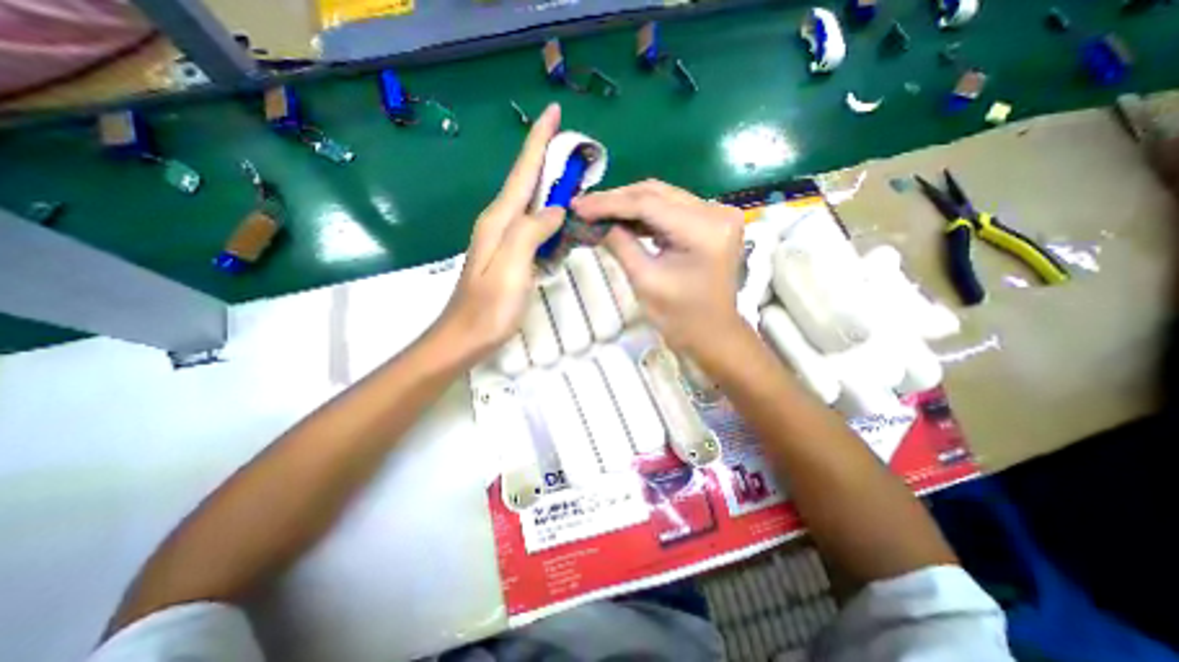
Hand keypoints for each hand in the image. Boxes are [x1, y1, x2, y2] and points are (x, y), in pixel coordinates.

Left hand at [435, 104, 563, 361]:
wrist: (465, 337)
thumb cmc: (488, 309)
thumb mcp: (509, 268)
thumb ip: (529, 232)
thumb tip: (555, 208)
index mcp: (499, 221)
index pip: (523, 172)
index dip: (538, 142)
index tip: (552, 112)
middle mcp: (499, 223)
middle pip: (526, 183)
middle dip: (548, 160)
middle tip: (575, 148)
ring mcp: (503, 240)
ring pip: (531, 204)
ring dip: (551, 187)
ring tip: (575, 178)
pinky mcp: (509, 255)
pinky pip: (533, 227)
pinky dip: (550, 217)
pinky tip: (563, 220)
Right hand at [572, 179, 745, 355]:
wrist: (712, 335)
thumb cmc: (680, 317)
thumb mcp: (645, 280)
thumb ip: (620, 244)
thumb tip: (595, 221)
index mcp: (705, 230)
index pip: (649, 204)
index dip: (609, 203)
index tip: (579, 207)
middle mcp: (717, 212)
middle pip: (657, 193)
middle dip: (617, 200)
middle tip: (584, 207)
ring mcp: (717, 214)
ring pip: (663, 197)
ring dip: (629, 204)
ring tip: (597, 212)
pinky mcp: (711, 222)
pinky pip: (671, 209)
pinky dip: (645, 214)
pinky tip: (622, 220)